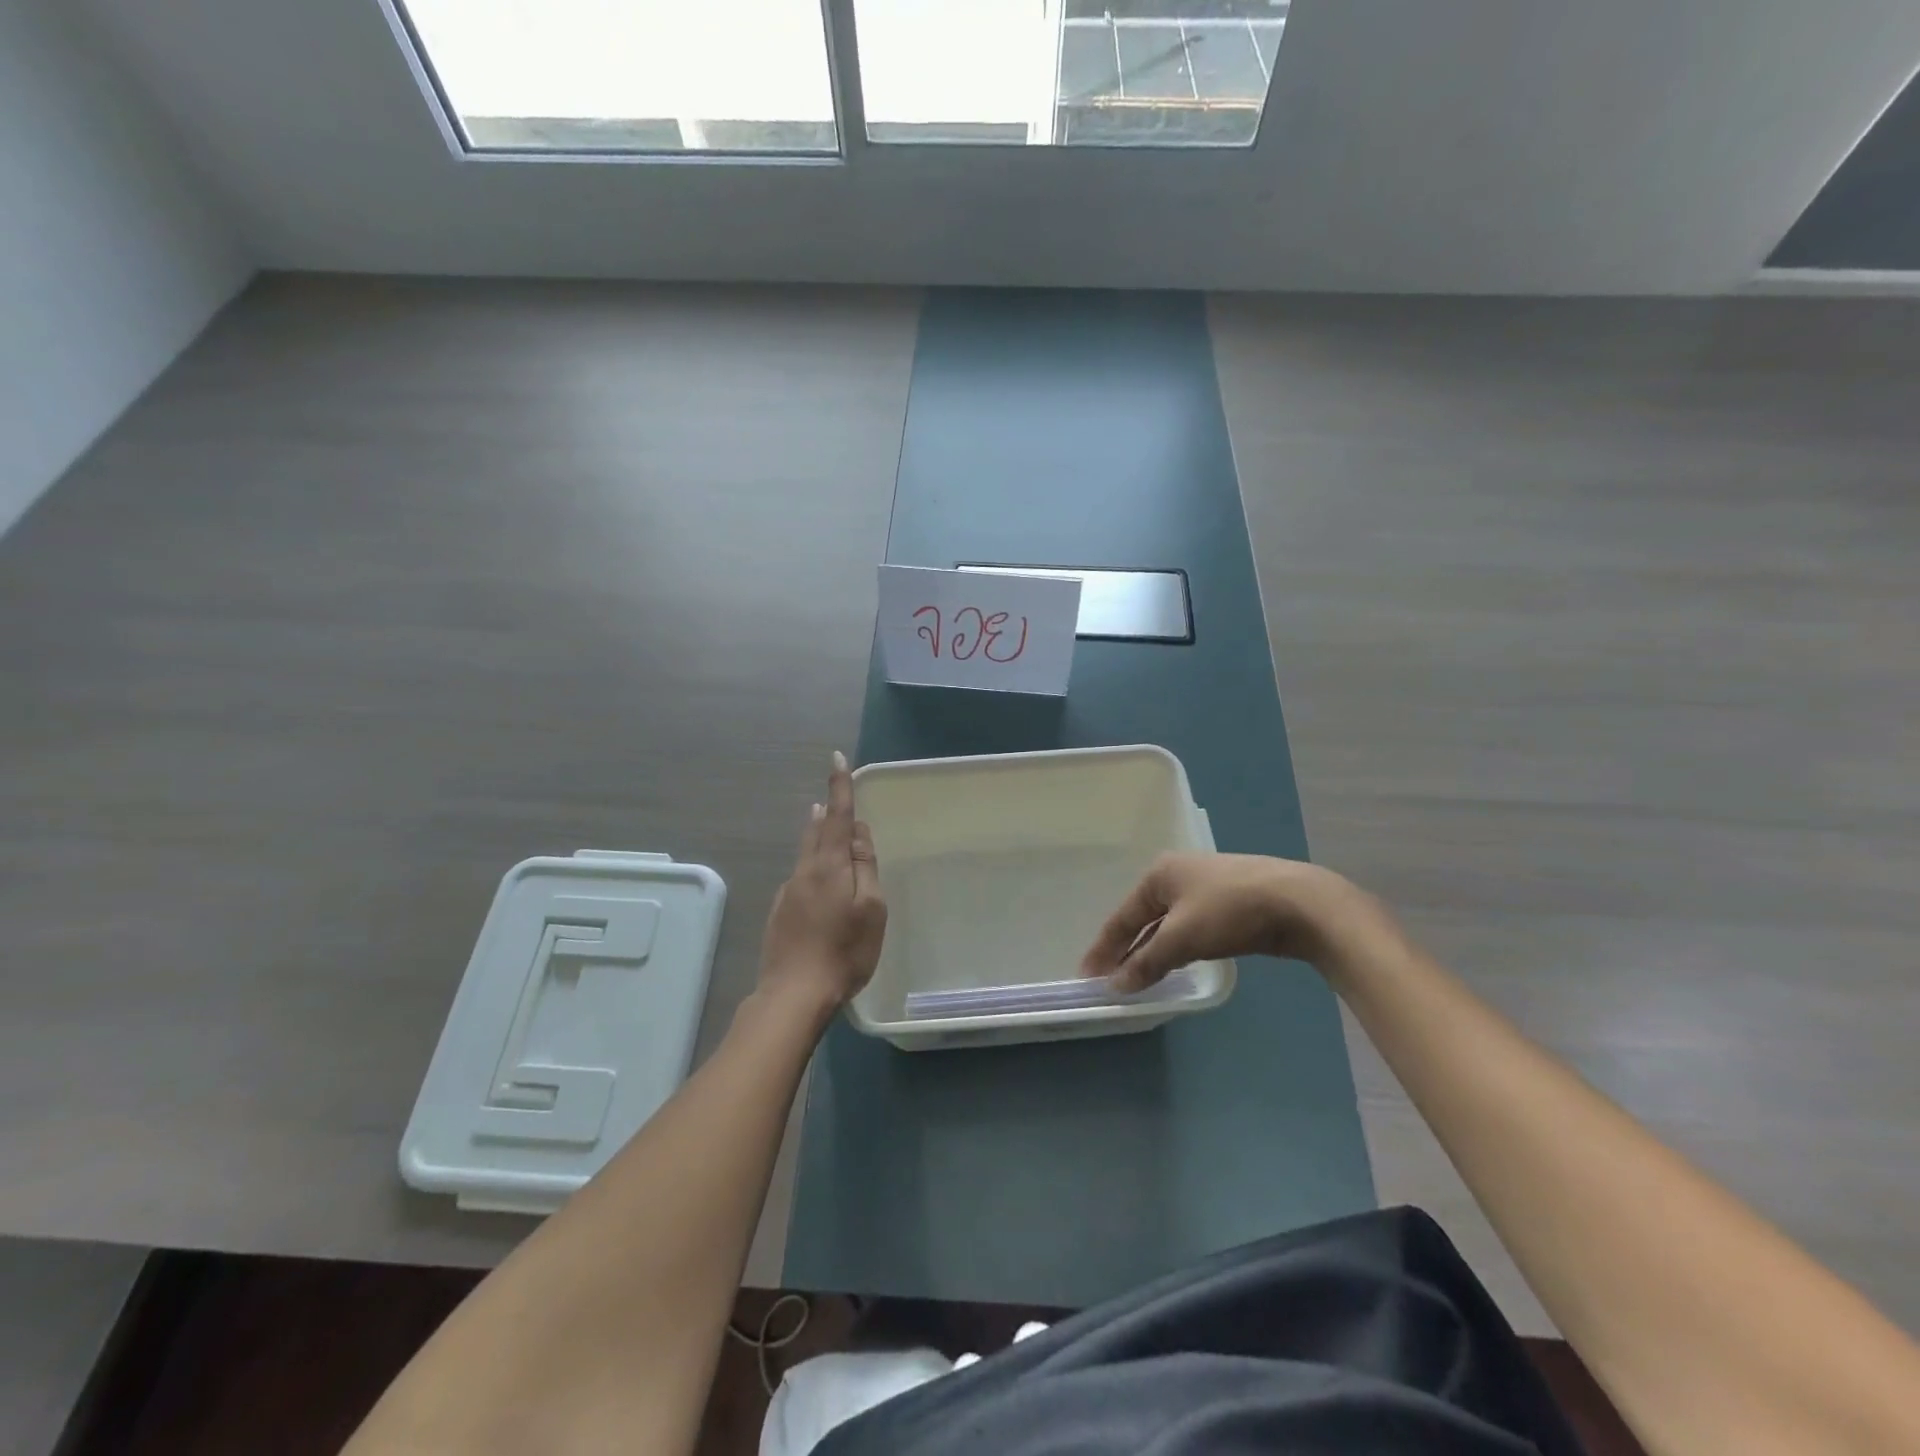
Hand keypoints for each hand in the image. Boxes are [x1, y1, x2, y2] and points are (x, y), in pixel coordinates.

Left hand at [758, 752, 886, 1018]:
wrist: (793, 995)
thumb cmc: (844, 951)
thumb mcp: (870, 909)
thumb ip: (865, 866)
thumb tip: (857, 830)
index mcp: (829, 866)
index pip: (837, 816)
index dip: (839, 786)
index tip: (836, 757)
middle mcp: (804, 872)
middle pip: (816, 832)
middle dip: (826, 812)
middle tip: (831, 796)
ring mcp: (788, 893)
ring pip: (806, 855)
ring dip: (817, 837)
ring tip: (824, 826)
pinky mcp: (779, 913)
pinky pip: (800, 879)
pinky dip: (812, 868)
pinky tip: (819, 887)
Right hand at [1080, 853, 1391, 991]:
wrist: (1299, 904)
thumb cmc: (1230, 911)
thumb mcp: (1182, 937)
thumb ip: (1147, 962)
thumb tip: (1115, 986)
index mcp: (1160, 874)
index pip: (1122, 916)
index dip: (1104, 948)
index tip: (1086, 975)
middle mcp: (1178, 876)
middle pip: (1143, 919)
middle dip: (1127, 950)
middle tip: (1110, 980)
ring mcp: (1206, 889)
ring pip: (1168, 926)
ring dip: (1152, 952)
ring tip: (1137, 978)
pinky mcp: (1229, 905)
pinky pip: (1190, 930)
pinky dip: (1177, 949)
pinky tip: (1174, 965)